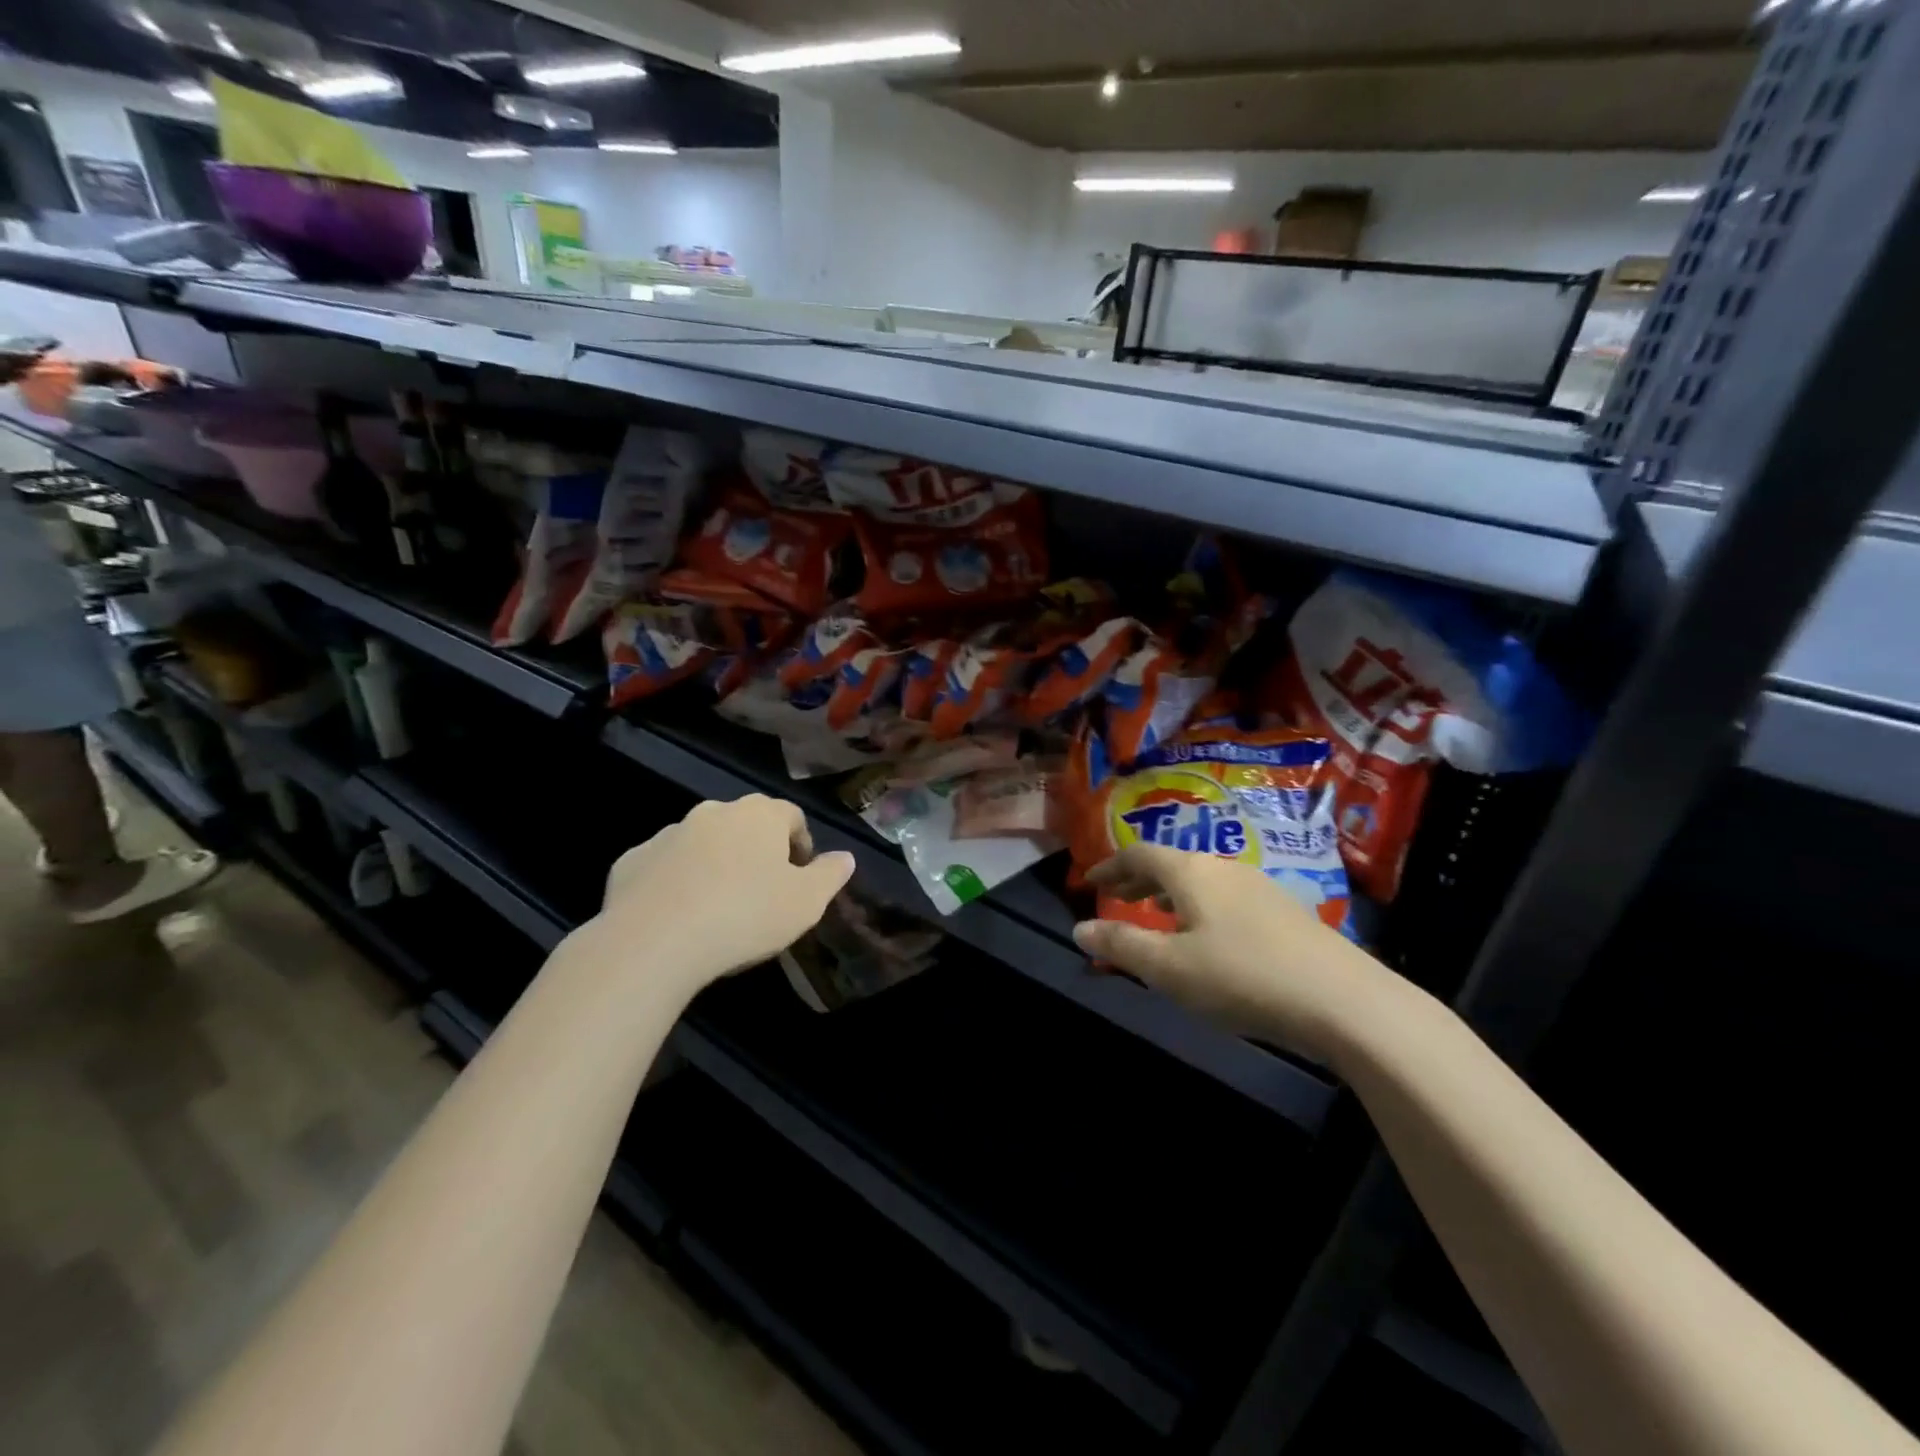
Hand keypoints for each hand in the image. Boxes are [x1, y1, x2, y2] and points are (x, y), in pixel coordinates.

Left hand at [581, 795, 854, 1001]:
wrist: (653, 941)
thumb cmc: (746, 915)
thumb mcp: (807, 902)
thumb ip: (830, 875)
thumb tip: (845, 857)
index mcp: (760, 815)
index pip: (791, 816)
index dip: (801, 843)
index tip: (800, 875)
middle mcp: (714, 812)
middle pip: (746, 825)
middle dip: (757, 851)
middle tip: (763, 891)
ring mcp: (669, 833)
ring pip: (703, 843)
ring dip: (715, 863)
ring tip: (719, 907)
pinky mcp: (632, 860)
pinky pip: (664, 866)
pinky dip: (676, 881)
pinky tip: (678, 916)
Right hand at [1072, 846, 1390, 1063]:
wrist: (1344, 1000)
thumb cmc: (1241, 977)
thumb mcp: (1169, 968)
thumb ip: (1121, 945)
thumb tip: (1080, 929)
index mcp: (1191, 872)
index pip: (1140, 854)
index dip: (1110, 866)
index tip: (1089, 882)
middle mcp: (1224, 867)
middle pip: (1172, 863)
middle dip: (1139, 878)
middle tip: (1116, 895)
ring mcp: (1260, 886)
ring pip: (1202, 880)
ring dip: (1171, 893)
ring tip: (1157, 915)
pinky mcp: (1286, 911)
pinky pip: (1226, 897)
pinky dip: (1200, 906)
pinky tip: (1209, 936)